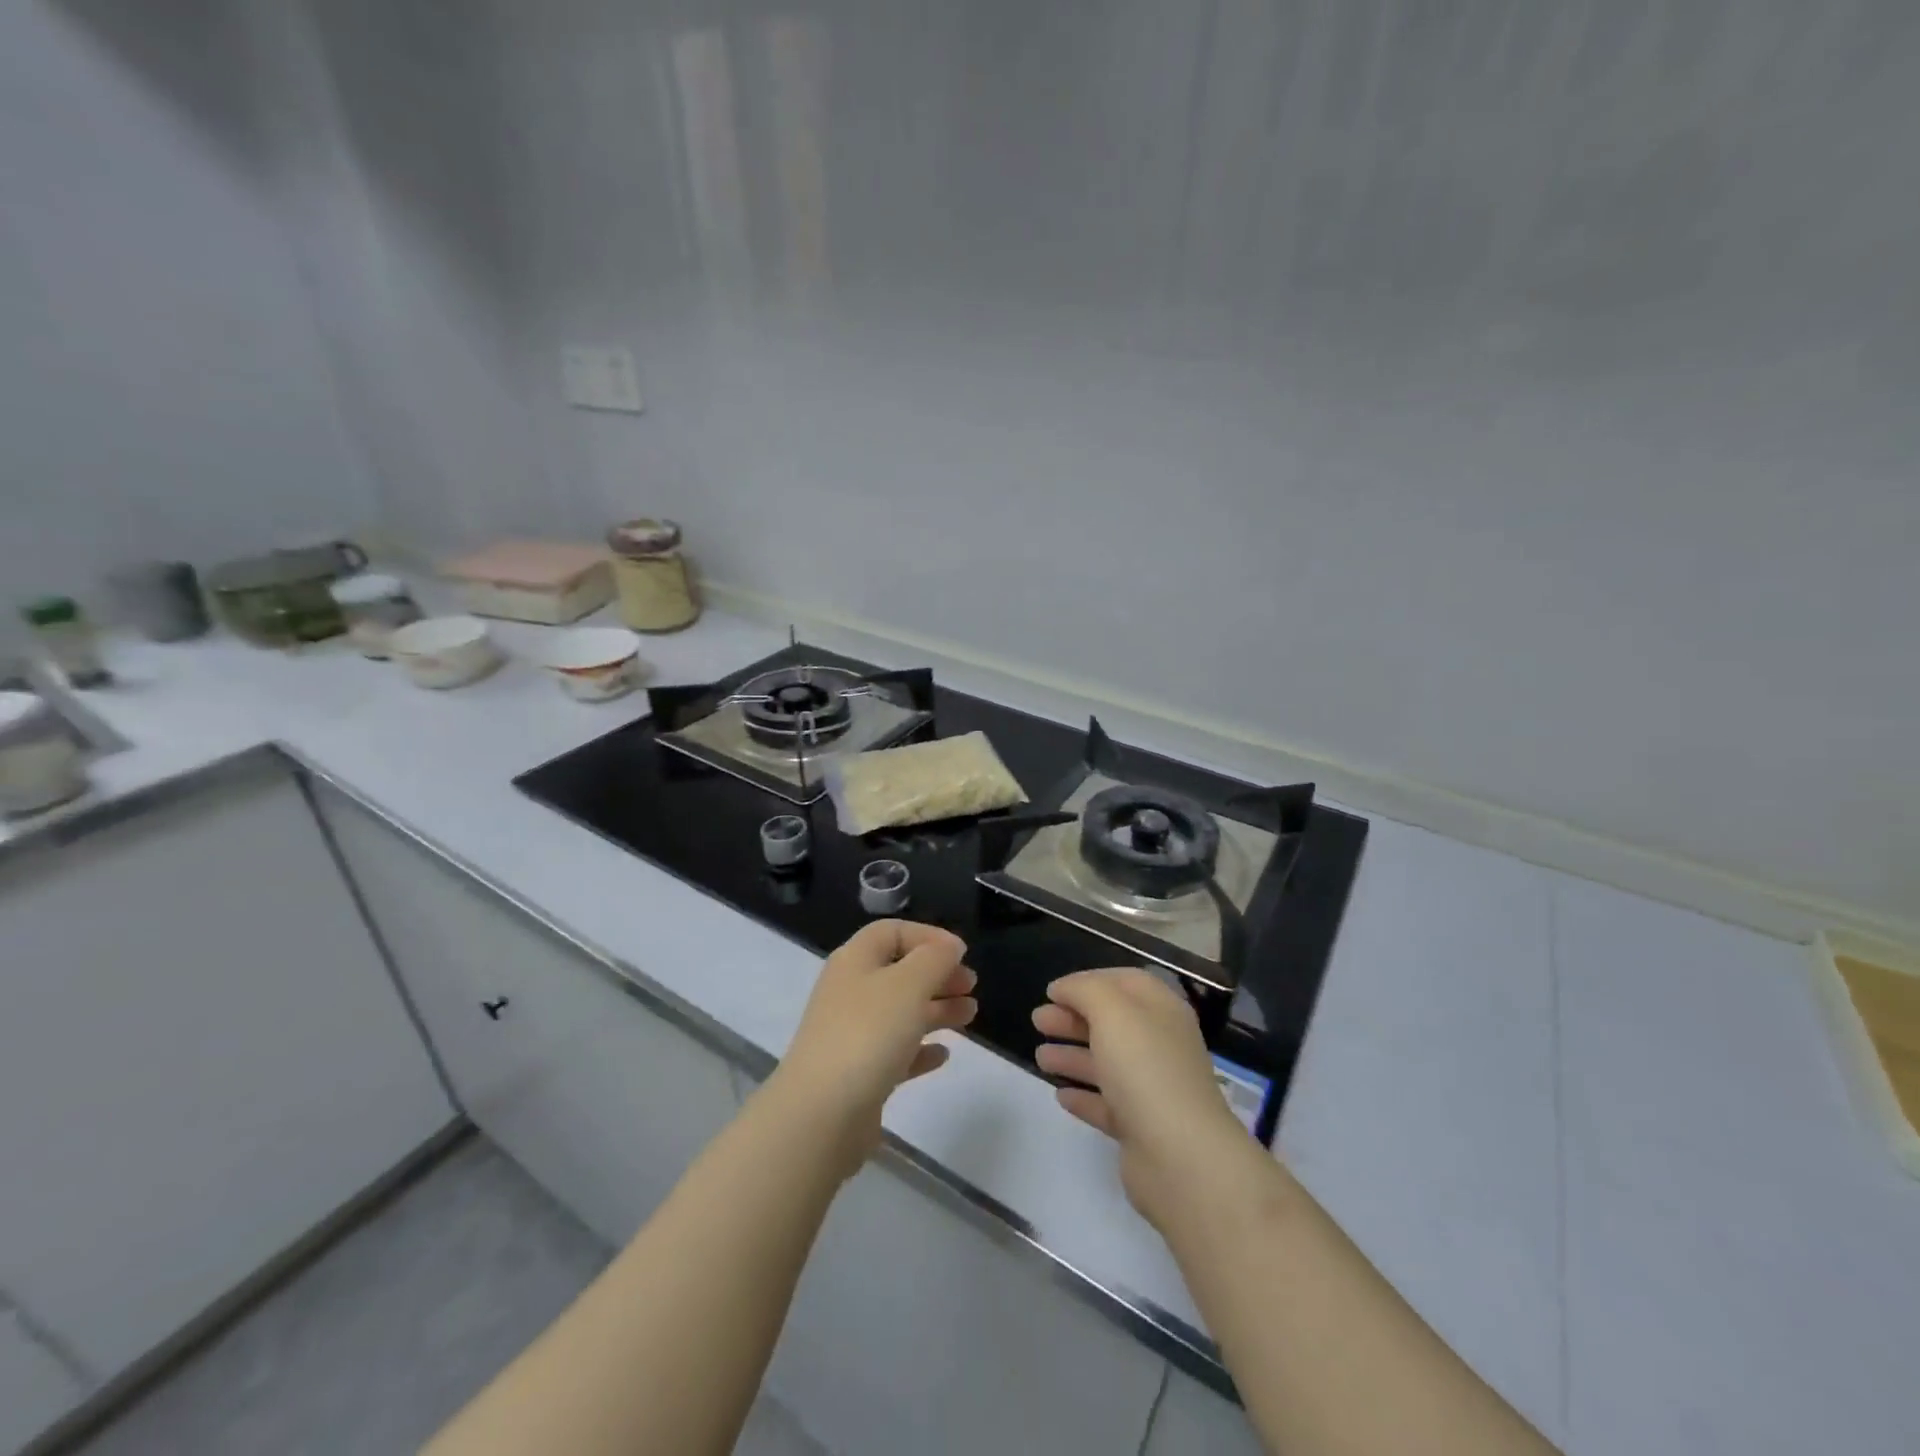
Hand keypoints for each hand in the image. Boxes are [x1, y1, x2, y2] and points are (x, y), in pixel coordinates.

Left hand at [772, 920, 975, 1172]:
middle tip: (971, 986)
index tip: (961, 952)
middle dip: (937, 975)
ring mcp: (852, 1034)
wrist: (822, 1113)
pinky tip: (942, 1055)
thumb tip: (950, 945)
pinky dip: (920, 1049)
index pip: (891, 932)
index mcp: (855, 961)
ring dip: (936, 1010)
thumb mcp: (909, 984)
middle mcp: (850, 992)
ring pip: (900, 1012)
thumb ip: (935, 959)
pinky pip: (895, 1052)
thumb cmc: (868, 1033)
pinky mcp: (859, 1074)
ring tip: (970, 1015)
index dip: (927, 936)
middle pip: (898, 972)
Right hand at [1033, 968, 1252, 1229]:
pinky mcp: (1141, 1128)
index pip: (1125, 982)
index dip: (1088, 980)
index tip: (1052, 990)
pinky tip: (1060, 1095)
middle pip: (1112, 1022)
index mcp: (1161, 1011)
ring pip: (1106, 1063)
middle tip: (1037, 1020)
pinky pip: (1107, 1104)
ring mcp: (1152, 1088)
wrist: (1181, 1158)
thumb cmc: (1145, 1069)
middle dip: (1073, 1017)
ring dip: (1072, 1055)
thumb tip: (1064, 988)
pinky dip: (1084, 1096)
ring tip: (1039, 1057)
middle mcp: (1160, 1045)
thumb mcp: (1112, 1011)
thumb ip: (1084, 990)